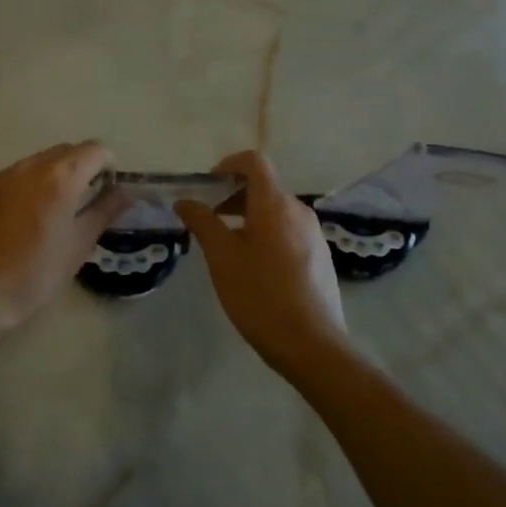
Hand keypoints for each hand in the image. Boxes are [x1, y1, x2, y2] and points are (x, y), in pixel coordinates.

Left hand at [0, 141, 128, 337]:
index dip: (107, 167)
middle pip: (65, 151)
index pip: (95, 150)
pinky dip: (28, 187)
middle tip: (84, 204)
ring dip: (53, 177)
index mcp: (59, 177)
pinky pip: (14, 176)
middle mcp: (30, 166)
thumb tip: (123, 192)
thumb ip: (103, 212)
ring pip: (38, 162)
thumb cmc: (34, 274)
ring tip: (53, 213)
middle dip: (81, 169)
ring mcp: (1, 175)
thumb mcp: (78, 246)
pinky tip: (23, 219)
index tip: (106, 193)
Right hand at [176, 151, 348, 376]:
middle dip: (233, 194)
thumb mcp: (221, 257)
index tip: (207, 186)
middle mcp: (299, 211)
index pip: (254, 162)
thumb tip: (185, 201)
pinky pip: (288, 231)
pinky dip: (265, 233)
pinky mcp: (320, 257)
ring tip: (226, 246)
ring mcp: (314, 234)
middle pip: (265, 186)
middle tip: (208, 219)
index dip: (228, 165)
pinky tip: (253, 267)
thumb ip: (202, 222)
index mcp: (275, 204)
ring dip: (248, 216)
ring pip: (276, 210)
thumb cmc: (259, 294)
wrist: (311, 344)